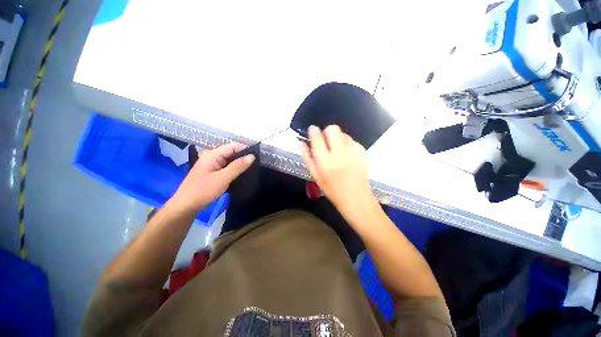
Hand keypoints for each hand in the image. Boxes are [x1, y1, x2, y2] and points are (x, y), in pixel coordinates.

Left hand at [171, 143, 254, 212]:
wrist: (186, 206)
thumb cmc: (203, 190)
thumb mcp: (223, 178)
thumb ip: (238, 166)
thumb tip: (252, 156)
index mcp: (213, 154)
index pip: (233, 146)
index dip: (246, 149)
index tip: (258, 157)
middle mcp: (212, 156)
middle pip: (232, 152)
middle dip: (244, 156)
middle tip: (257, 164)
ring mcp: (212, 164)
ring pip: (230, 160)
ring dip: (240, 164)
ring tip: (253, 168)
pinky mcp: (213, 172)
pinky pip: (227, 167)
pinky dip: (235, 169)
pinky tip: (242, 174)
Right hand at [301, 125, 375, 217]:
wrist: (355, 196)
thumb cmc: (331, 188)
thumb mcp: (315, 175)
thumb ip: (307, 157)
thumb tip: (302, 142)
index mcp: (325, 160)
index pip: (317, 137)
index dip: (313, 131)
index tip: (312, 130)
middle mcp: (339, 152)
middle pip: (332, 129)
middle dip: (327, 132)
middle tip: (326, 141)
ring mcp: (353, 151)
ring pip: (343, 134)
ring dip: (338, 139)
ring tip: (338, 152)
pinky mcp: (362, 151)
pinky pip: (352, 141)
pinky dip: (347, 145)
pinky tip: (347, 156)